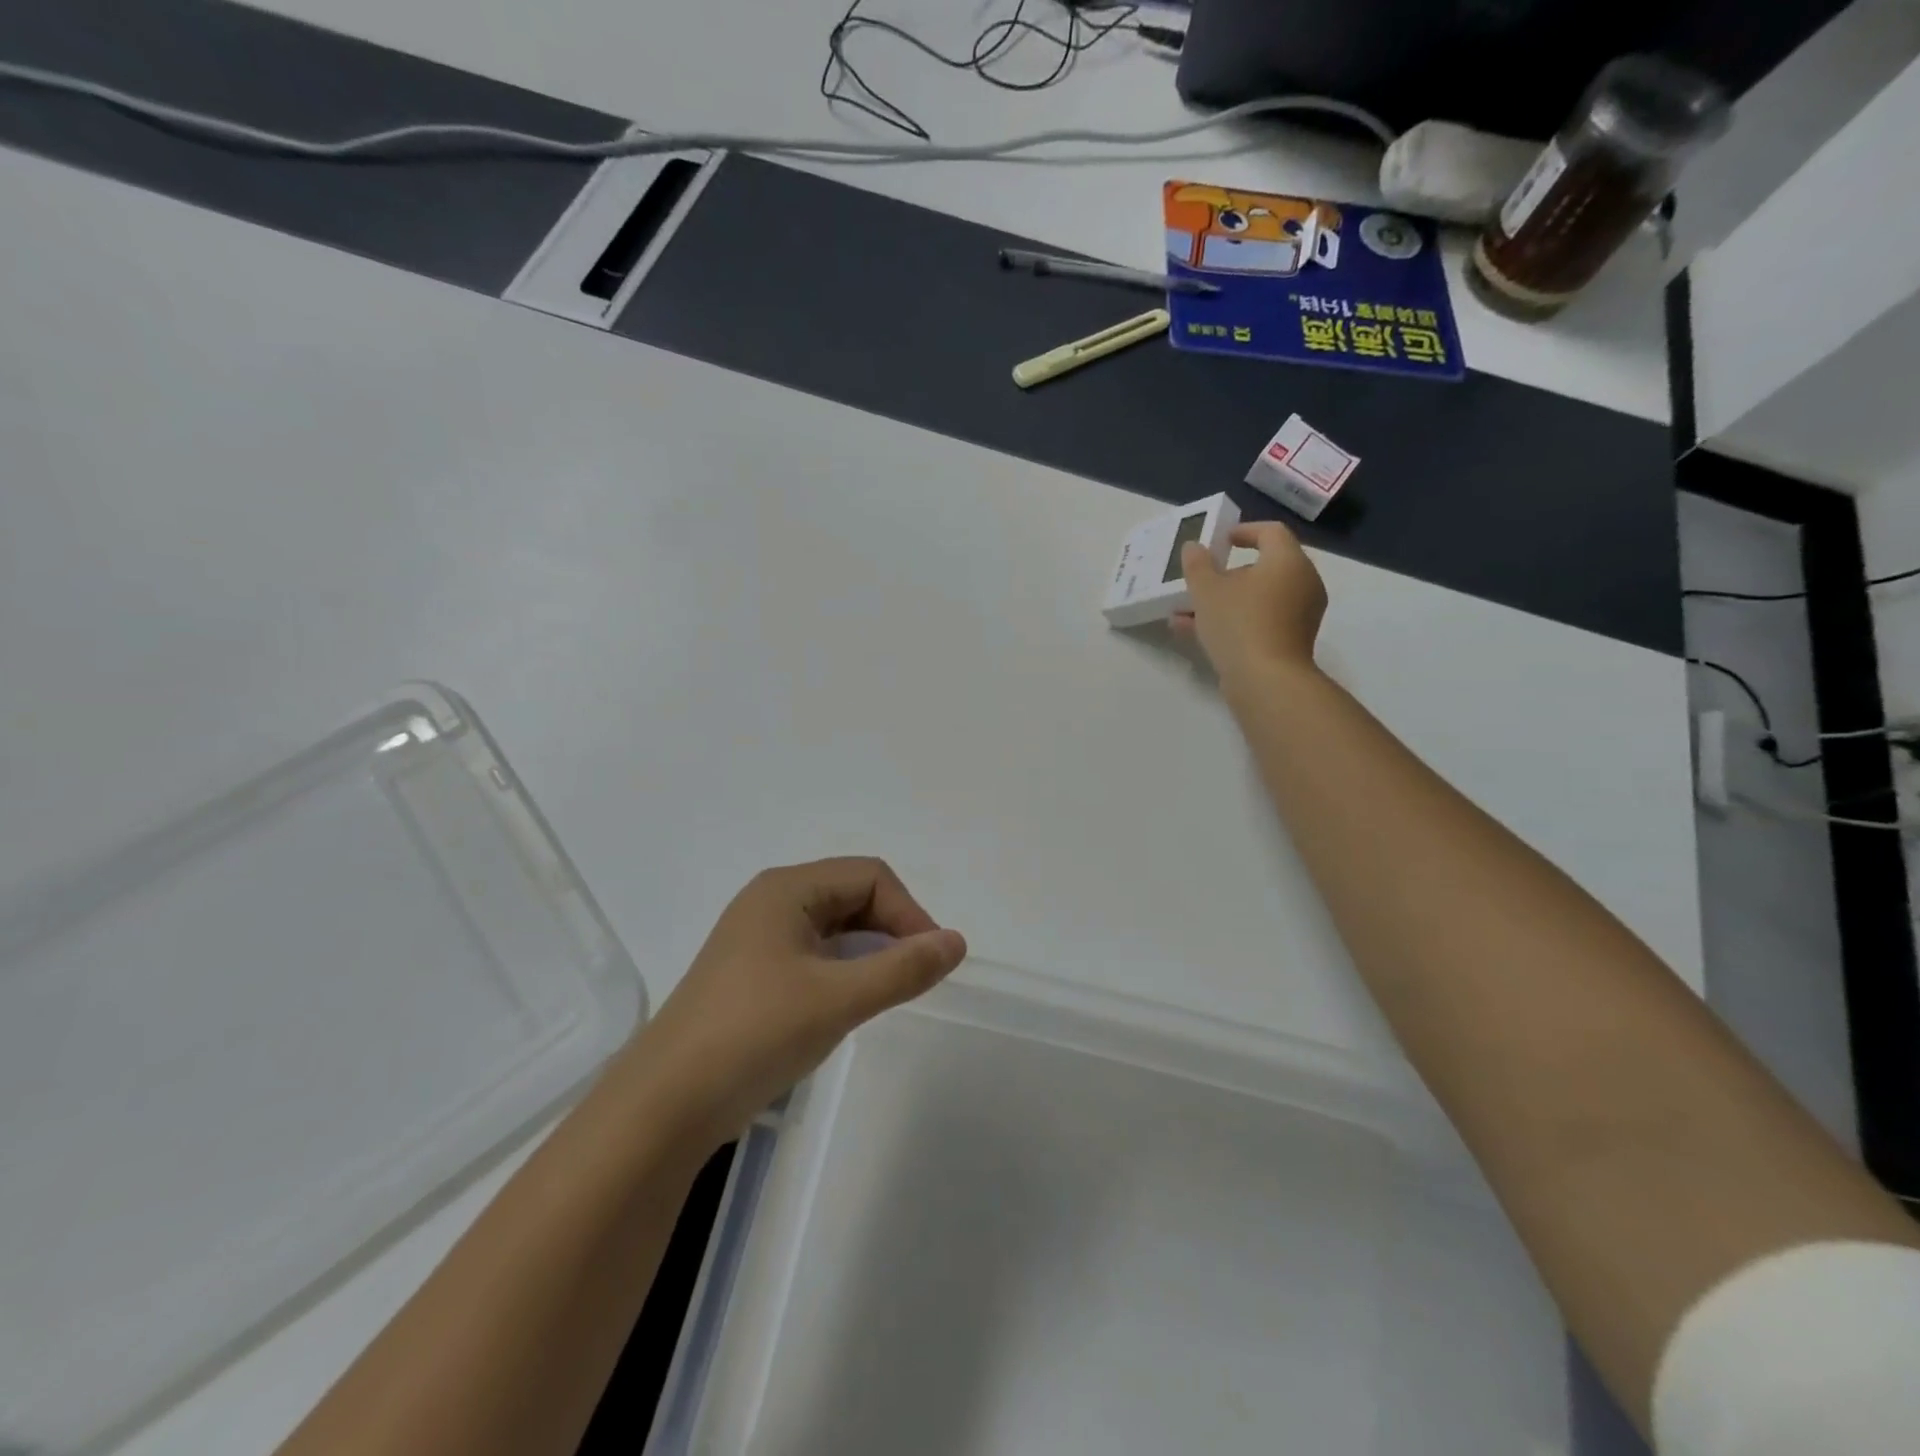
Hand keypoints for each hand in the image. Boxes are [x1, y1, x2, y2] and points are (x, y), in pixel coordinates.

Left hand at [629, 858, 966, 1146]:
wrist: (666, 1104)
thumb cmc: (755, 1034)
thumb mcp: (838, 998)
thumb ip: (903, 968)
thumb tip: (957, 942)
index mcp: (787, 889)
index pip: (869, 876)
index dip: (908, 911)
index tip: (930, 960)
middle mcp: (771, 902)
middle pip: (851, 895)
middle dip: (891, 928)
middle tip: (915, 976)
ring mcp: (758, 939)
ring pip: (834, 927)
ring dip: (869, 950)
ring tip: (889, 989)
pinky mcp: (753, 974)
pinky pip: (814, 954)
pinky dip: (844, 969)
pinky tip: (850, 1002)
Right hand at [1172, 522, 1327, 687]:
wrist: (1266, 681)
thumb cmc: (1239, 623)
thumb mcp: (1207, 590)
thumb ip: (1198, 565)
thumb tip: (1194, 547)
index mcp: (1288, 561)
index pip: (1271, 532)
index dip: (1244, 531)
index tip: (1220, 540)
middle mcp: (1302, 583)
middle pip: (1265, 567)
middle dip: (1228, 573)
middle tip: (1203, 578)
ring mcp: (1299, 615)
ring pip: (1257, 598)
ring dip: (1224, 601)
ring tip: (1187, 610)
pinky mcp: (1290, 642)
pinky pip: (1259, 621)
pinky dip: (1233, 620)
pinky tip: (1193, 631)